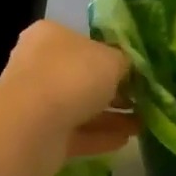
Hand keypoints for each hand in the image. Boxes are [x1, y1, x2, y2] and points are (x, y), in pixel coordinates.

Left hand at [0, 20, 138, 174]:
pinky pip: (77, 133)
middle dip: (113, 89)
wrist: (33, 125)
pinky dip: (100, 136)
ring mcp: (37, 102)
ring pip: (80, 107)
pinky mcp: (41, 135)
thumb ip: (123, 62)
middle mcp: (39, 65)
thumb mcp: (112, 59)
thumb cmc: (73, 76)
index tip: (136, 71)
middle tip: (142, 98)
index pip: (84, 42)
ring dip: (111, 115)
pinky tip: (126, 139)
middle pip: (82, 76)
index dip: (111, 55)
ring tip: (142, 122)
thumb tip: (125, 70)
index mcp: (50, 36)